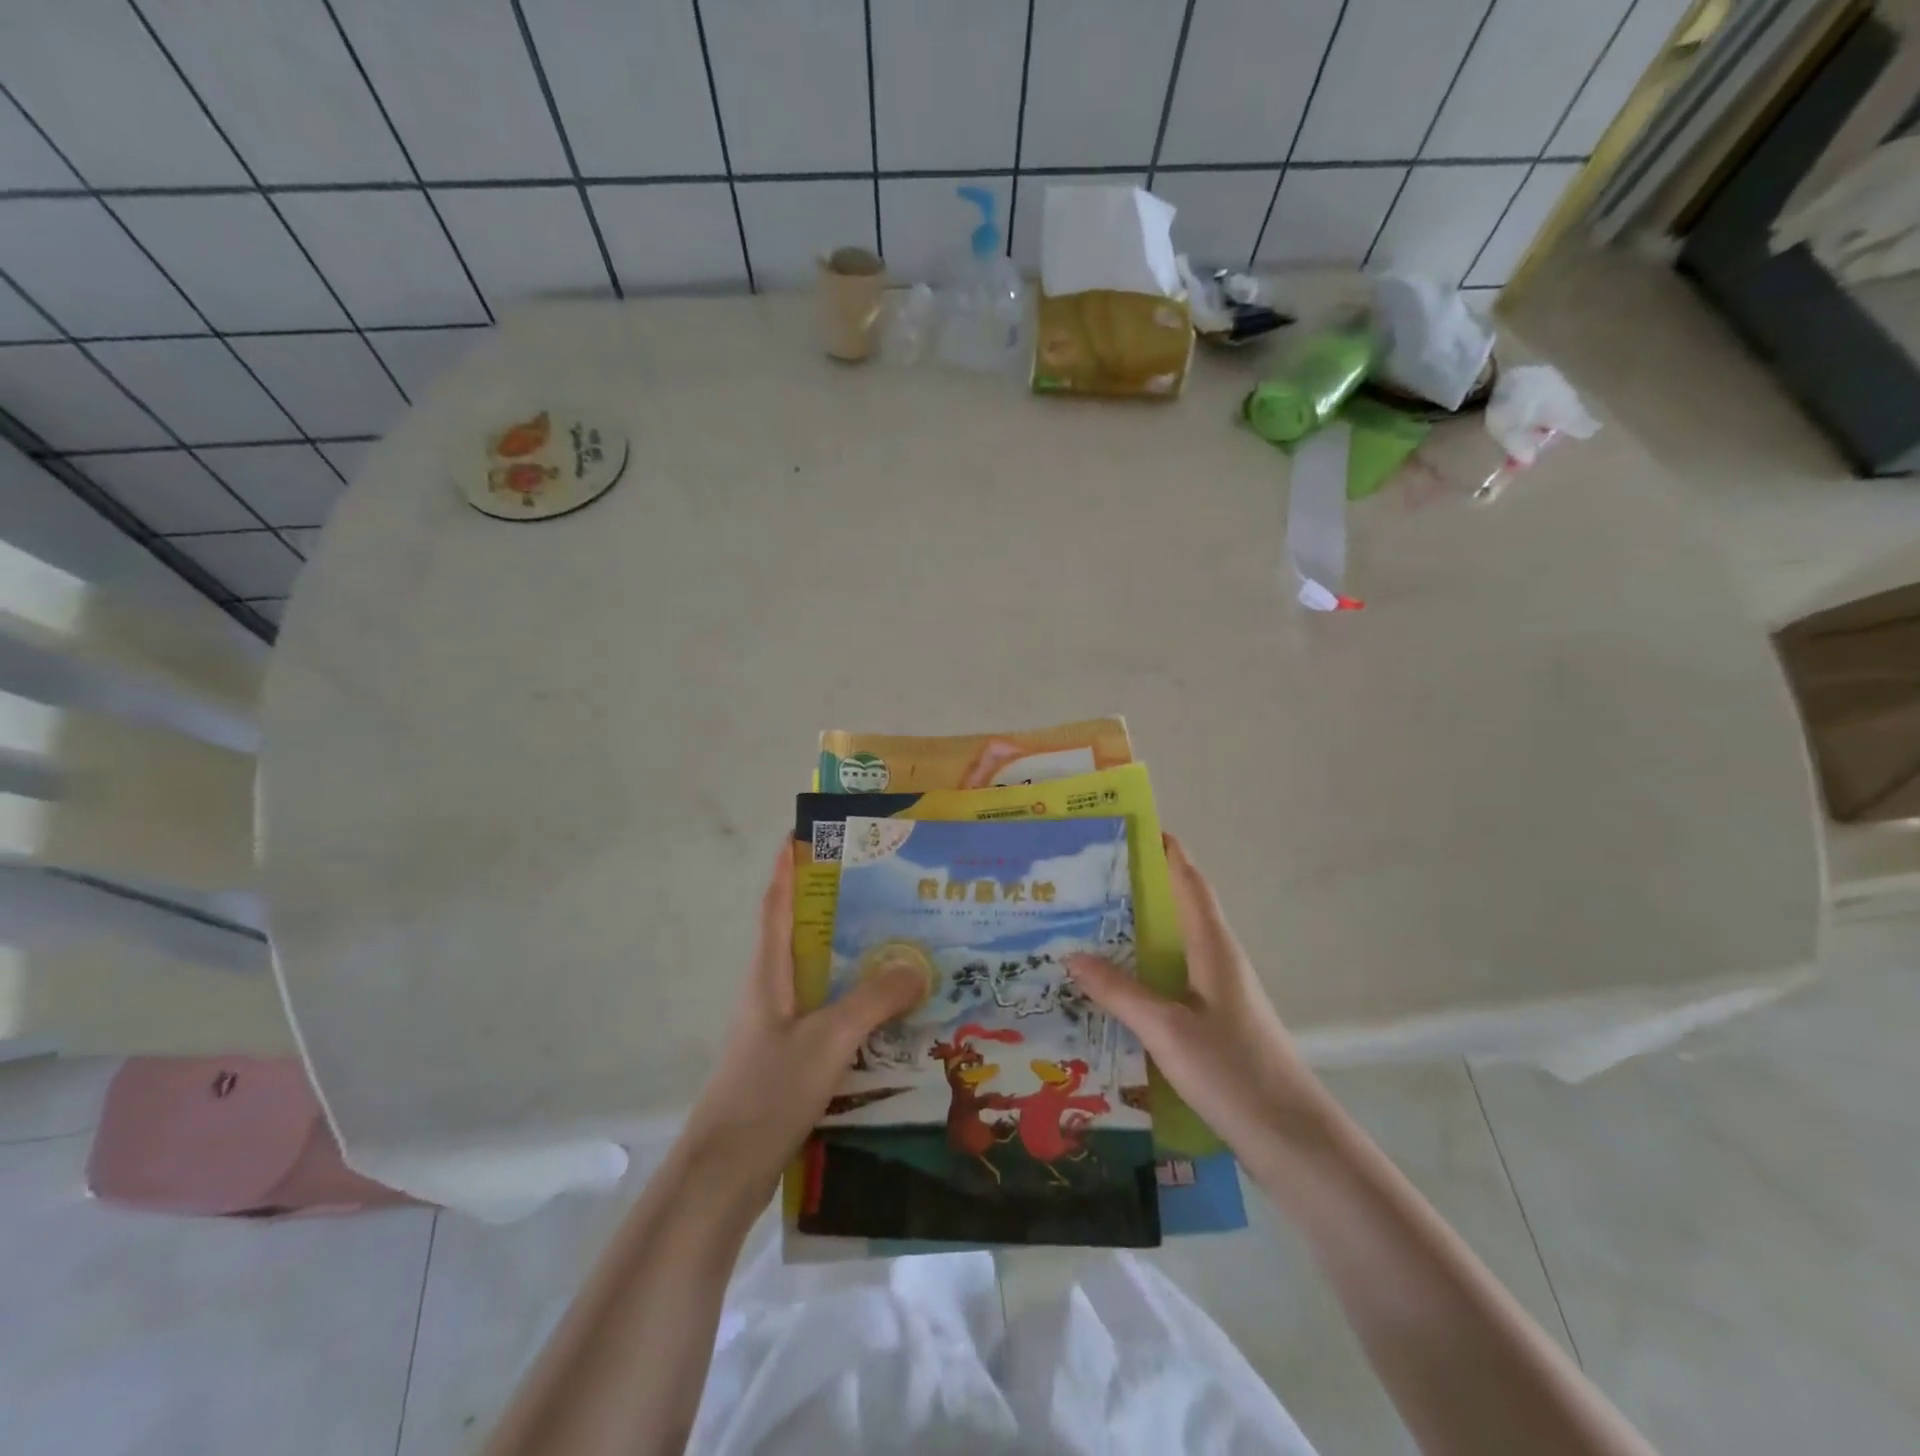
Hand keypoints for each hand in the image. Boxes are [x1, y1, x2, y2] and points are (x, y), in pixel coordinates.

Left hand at [681, 844, 923, 1195]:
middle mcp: (772, 990)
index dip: (788, 866)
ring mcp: (781, 1026)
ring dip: (854, 957)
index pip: (776, 903)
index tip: (807, 831)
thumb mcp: (827, 1039)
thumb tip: (918, 964)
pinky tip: (891, 1013)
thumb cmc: (767, 1092)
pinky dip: (857, 1002)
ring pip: (821, 976)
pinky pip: (830, 1014)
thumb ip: (873, 1000)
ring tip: (902, 943)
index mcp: (769, 972)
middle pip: (804, 934)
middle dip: (838, 907)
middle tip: (887, 888)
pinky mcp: (791, 1058)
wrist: (725, 1174)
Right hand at [1066, 834, 1336, 1168]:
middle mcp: (1217, 959)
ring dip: (1135, 930)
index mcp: (1213, 946)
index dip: (1165, 851)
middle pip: (1176, 908)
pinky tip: (1111, 987)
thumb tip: (1071, 954)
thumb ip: (1120, 992)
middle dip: (1137, 888)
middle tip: (1084, 879)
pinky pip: (1170, 979)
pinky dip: (1141, 970)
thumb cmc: (1234, 1072)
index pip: (1188, 881)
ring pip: (1171, 946)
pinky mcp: (1214, 1022)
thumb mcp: (1167, 1030)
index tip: (1129, 827)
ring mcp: (1217, 993)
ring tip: (1084, 926)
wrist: (1294, 1142)